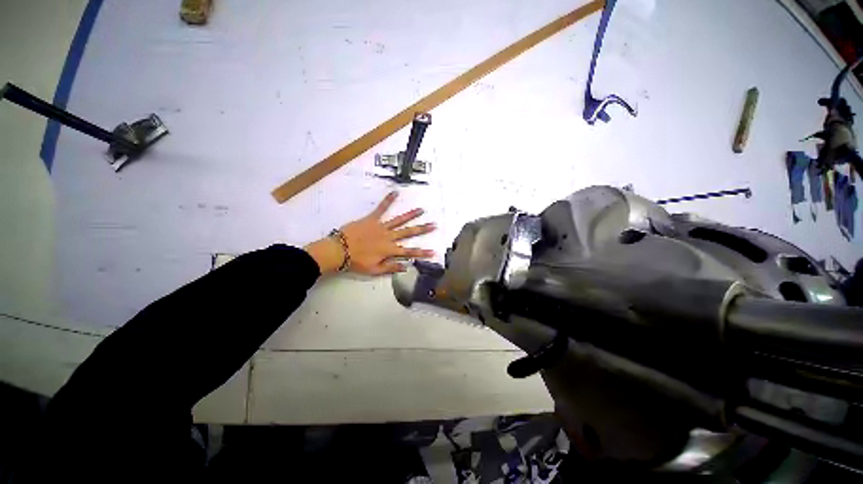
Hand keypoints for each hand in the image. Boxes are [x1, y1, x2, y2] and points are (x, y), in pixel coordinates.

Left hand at [305, 191, 435, 274]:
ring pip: (399, 220)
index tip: (433, 252)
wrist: (339, 250)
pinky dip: (388, 200)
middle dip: (422, 229)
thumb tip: (406, 266)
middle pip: (409, 233)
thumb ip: (391, 268)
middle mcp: (389, 237)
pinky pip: (381, 208)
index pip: (410, 252)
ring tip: (421, 210)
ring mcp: (381, 226)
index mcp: (389, 250)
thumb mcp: (374, 270)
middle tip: (434, 225)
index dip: (422, 253)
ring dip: (411, 215)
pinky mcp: (372, 219)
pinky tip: (395, 192)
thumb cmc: (357, 262)